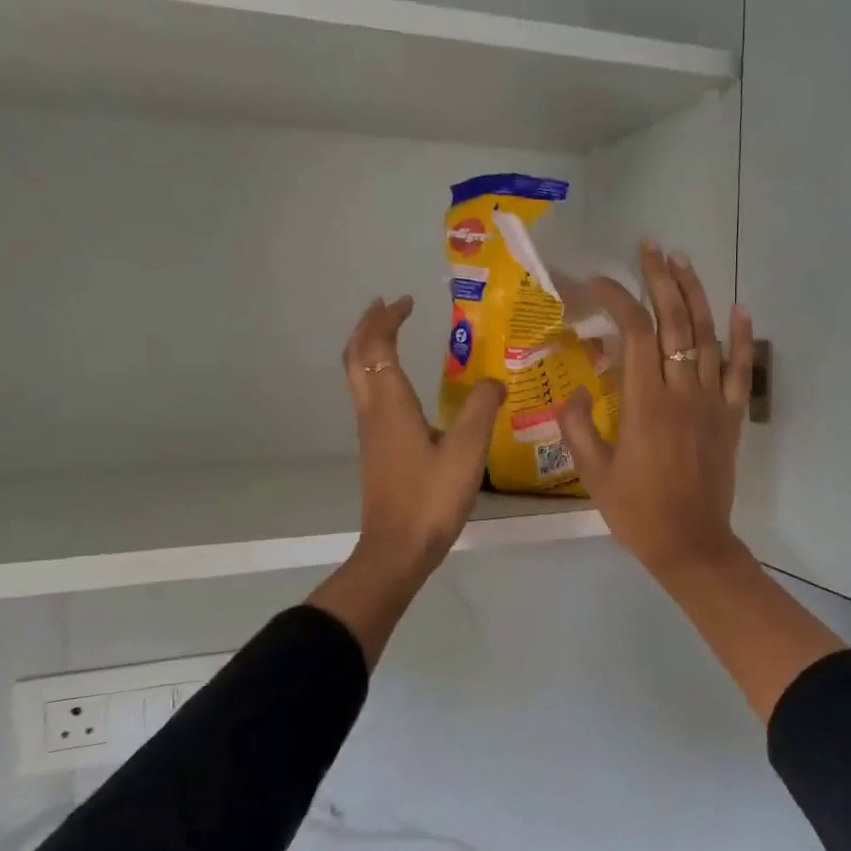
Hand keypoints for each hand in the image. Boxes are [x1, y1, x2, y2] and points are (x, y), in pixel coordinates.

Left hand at [309, 296, 504, 663]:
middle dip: (368, 326)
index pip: (379, 347)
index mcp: (391, 405)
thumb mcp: (467, 451)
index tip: (406, 301)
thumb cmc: (431, 498)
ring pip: (358, 377)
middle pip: (356, 357)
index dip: (387, 320)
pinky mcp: (376, 451)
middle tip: (387, 306)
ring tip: (391, 334)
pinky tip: (402, 385)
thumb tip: (494, 381)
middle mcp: (373, 412)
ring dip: (370, 349)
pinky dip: (377, 373)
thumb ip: (482, 409)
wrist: (397, 549)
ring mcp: (370, 433)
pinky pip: (369, 396)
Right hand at [555, 245, 754, 587]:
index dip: (617, 298)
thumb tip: (575, 392)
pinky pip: (739, 370)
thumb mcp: (593, 473)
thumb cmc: (637, 511)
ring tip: (681, 262)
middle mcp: (682, 392)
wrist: (691, 543)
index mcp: (645, 403)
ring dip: (695, 295)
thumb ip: (579, 427)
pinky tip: (740, 309)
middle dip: (660, 280)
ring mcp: (711, 402)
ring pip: (706, 336)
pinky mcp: (730, 416)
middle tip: (649, 247)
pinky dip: (742, 338)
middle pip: (675, 322)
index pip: (635, 331)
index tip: (596, 284)